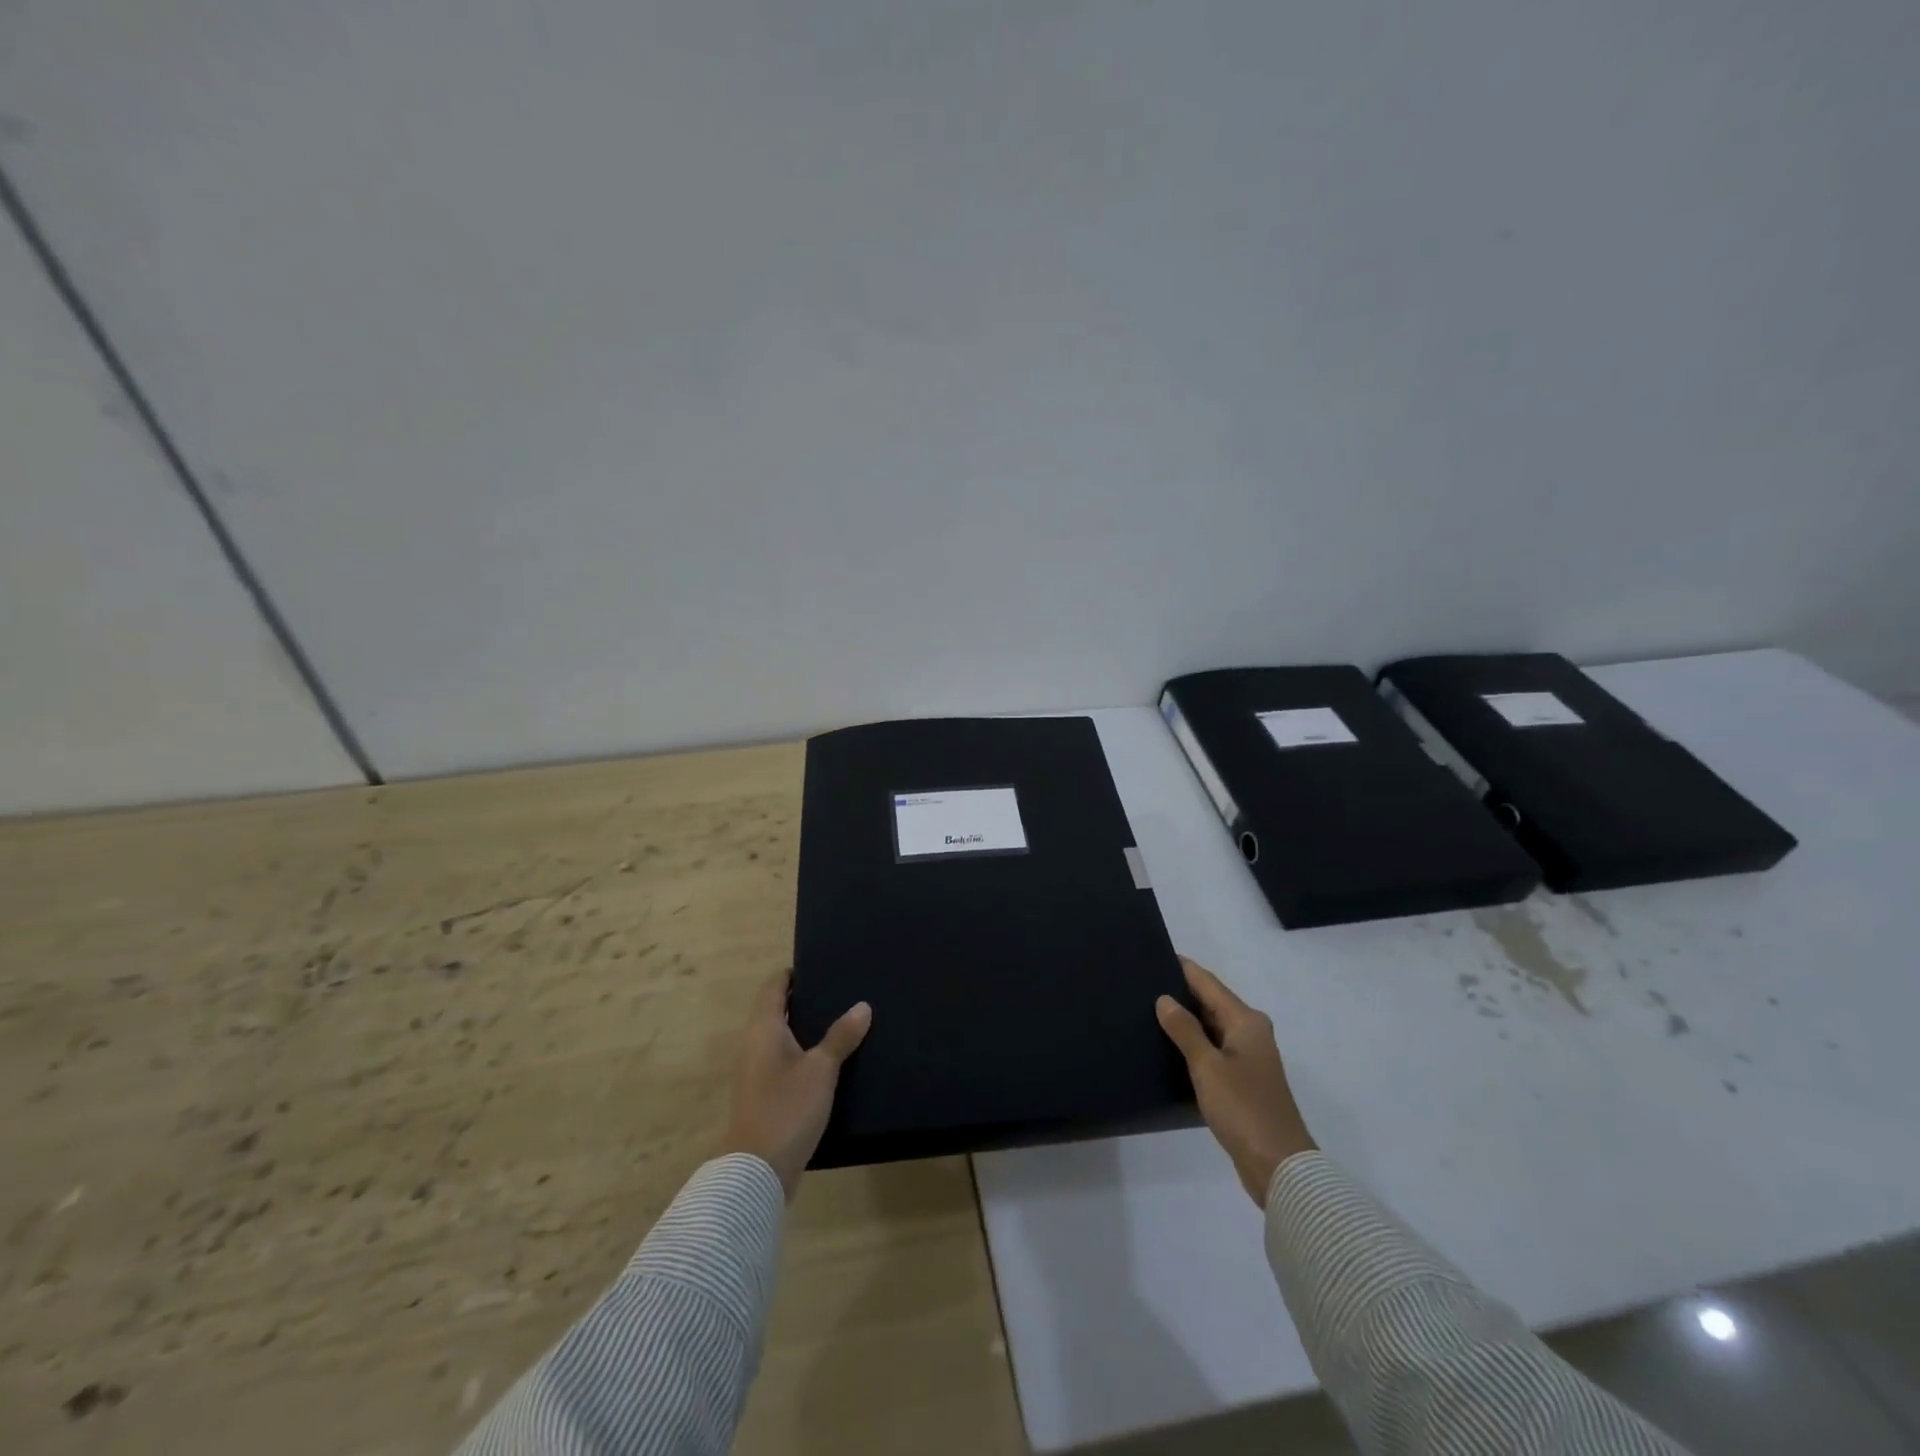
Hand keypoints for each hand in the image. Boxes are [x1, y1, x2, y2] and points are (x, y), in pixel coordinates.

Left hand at [722, 971, 871, 1199]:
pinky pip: (784, 1060)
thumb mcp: (821, 1070)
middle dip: (803, 1000)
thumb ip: (841, 1037)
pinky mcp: (763, 1095)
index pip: (773, 987)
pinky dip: (803, 1052)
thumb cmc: (787, 1109)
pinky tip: (829, 1060)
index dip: (792, 974)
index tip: (820, 966)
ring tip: (841, 1020)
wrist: (756, 1172)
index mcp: (763, 1030)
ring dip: (805, 1028)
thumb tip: (862, 1005)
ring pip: (780, 1038)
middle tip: (839, 990)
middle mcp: (754, 1045)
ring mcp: (756, 1072)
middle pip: (776, 1011)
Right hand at [1157, 956, 1315, 1206]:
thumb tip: (1164, 998)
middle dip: (1181, 993)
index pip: (1208, 983)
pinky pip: (1213, 1049)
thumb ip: (1184, 1030)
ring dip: (1186, 1020)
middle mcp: (1250, 1032)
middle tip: (1142, 984)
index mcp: (1246, 1021)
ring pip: (1211, 1027)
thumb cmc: (1244, 1109)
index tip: (1154, 955)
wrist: (1279, 1167)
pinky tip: (1169, 1047)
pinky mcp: (1243, 1081)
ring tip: (1148, 1011)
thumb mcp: (1207, 1066)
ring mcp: (1249, 1057)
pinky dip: (1194, 1043)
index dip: (1183, 968)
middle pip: (1211, 1002)